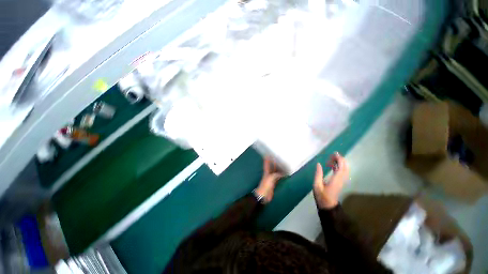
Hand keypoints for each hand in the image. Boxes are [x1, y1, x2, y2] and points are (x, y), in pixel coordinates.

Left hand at [255, 157, 283, 203]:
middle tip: (278, 157)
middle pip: (272, 167)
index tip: (268, 154)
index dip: (267, 159)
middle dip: (274, 162)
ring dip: (278, 168)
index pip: (266, 164)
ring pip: (276, 171)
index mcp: (266, 172)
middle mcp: (269, 174)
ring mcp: (272, 178)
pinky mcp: (274, 183)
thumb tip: (282, 173)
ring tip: (283, 163)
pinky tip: (285, 173)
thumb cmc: (265, 186)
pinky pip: (279, 177)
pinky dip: (281, 175)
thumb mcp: (270, 178)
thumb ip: (276, 175)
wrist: (264, 196)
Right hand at [313, 152, 348, 208]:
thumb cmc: (321, 195)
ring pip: (345, 170)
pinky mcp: (340, 182)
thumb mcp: (316, 184)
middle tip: (333, 155)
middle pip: (345, 167)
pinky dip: (339, 167)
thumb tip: (318, 164)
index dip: (339, 160)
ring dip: (340, 163)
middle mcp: (341, 179)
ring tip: (332, 159)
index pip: (341, 167)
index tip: (334, 154)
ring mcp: (342, 181)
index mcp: (336, 180)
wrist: (328, 205)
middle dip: (341, 160)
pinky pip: (342, 172)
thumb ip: (318, 174)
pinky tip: (332, 165)